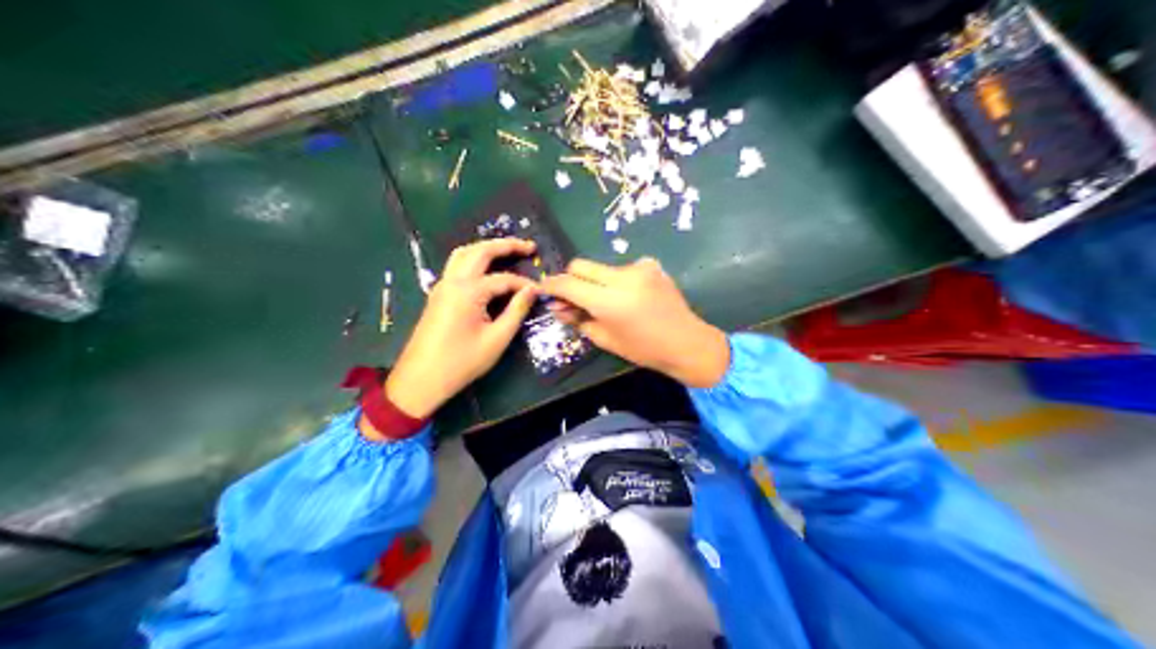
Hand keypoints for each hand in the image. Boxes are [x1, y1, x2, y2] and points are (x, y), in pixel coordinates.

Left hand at [384, 239, 539, 421]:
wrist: (421, 379)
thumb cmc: (462, 362)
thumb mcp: (497, 339)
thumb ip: (516, 311)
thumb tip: (531, 290)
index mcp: (468, 291)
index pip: (504, 278)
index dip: (524, 283)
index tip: (540, 291)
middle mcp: (453, 281)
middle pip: (480, 251)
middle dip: (506, 245)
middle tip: (529, 247)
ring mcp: (442, 286)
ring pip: (464, 254)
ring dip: (486, 248)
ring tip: (508, 251)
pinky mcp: (437, 295)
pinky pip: (456, 265)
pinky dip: (474, 259)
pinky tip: (487, 268)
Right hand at [544, 259, 725, 390]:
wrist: (686, 342)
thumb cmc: (644, 349)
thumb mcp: (605, 339)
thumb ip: (577, 319)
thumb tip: (556, 306)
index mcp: (609, 301)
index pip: (568, 284)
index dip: (552, 286)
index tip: (544, 290)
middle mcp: (622, 278)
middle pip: (581, 265)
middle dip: (571, 279)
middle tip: (571, 297)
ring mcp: (639, 268)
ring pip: (602, 268)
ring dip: (596, 282)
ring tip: (608, 303)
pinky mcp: (651, 265)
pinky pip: (622, 269)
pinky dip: (618, 281)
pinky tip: (630, 297)